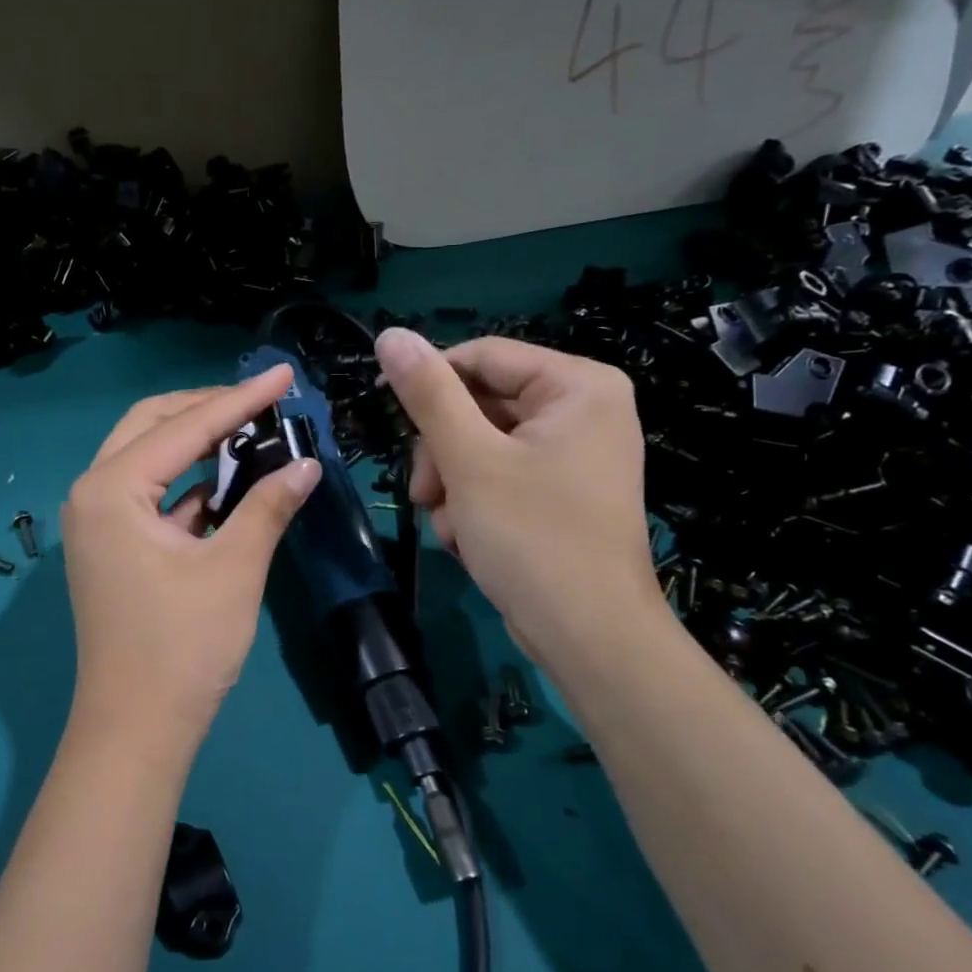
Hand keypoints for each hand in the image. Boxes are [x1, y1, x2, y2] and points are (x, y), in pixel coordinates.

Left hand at [61, 367, 319, 763]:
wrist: (136, 728)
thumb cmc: (182, 646)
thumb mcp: (233, 569)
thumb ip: (267, 506)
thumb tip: (305, 464)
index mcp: (111, 489)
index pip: (183, 427)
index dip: (239, 400)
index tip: (283, 375)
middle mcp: (92, 493)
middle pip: (151, 426)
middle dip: (206, 409)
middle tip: (262, 401)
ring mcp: (96, 521)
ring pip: (147, 457)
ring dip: (195, 442)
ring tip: (251, 429)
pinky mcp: (110, 545)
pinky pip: (148, 493)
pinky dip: (186, 482)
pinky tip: (226, 480)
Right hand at [375, 328, 663, 671]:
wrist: (588, 636)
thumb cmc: (533, 537)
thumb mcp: (469, 460)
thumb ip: (428, 393)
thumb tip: (389, 335)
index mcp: (577, 386)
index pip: (482, 356)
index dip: (428, 381)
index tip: (383, 412)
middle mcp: (583, 411)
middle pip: (480, 404)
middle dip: (443, 452)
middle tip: (425, 493)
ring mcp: (573, 454)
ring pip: (480, 444)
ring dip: (452, 484)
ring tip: (451, 526)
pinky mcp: (560, 492)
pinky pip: (499, 475)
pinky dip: (474, 503)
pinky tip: (469, 538)